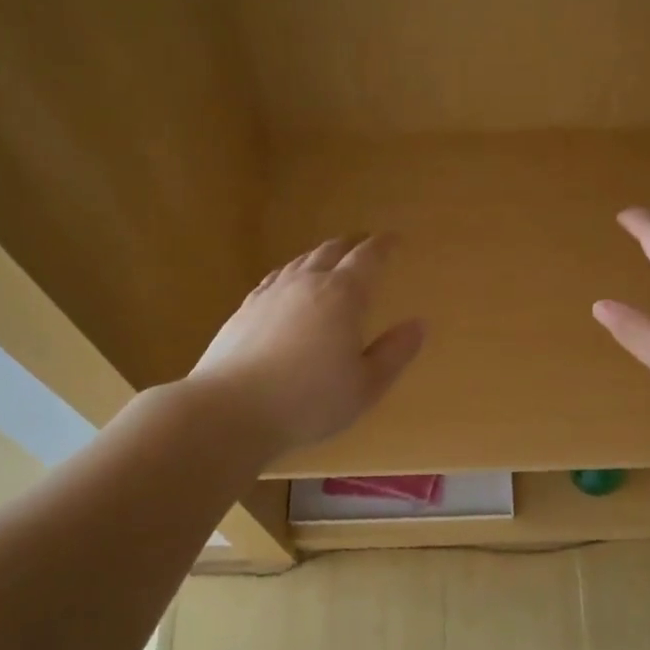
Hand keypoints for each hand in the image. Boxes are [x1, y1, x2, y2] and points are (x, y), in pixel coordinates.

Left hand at [190, 234, 425, 458]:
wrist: (231, 410)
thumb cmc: (309, 400)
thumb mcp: (365, 385)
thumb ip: (394, 353)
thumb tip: (418, 325)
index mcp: (343, 296)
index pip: (367, 259)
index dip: (383, 246)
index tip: (394, 239)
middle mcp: (306, 284)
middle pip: (331, 252)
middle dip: (351, 244)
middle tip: (363, 243)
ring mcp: (270, 294)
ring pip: (300, 262)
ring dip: (319, 256)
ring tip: (328, 259)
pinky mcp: (243, 310)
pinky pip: (274, 279)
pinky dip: (290, 274)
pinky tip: (286, 285)